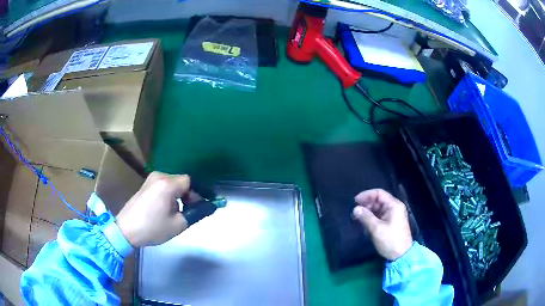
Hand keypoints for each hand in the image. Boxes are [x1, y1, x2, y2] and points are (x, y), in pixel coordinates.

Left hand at [116, 172, 195, 246]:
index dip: (199, 193)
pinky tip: (167, 209)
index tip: (201, 207)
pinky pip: (163, 186)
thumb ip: (197, 213)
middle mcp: (159, 176)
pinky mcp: (145, 185)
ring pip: (172, 184)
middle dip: (189, 195)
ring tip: (178, 213)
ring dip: (179, 196)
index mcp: (167, 184)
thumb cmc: (153, 228)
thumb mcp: (178, 224)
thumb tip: (210, 206)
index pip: (190, 181)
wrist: (126, 230)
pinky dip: (170, 195)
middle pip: (181, 182)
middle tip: (190, 212)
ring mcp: (150, 180)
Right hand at [352, 189, 412, 260]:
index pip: (379, 193)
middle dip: (366, 205)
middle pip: (378, 201)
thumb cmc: (390, 240)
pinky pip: (379, 216)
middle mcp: (394, 208)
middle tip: (354, 212)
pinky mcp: (391, 223)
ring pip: (378, 209)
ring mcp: (393, 216)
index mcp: (393, 205)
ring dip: (367, 212)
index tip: (355, 201)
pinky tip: (363, 224)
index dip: (366, 195)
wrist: (401, 255)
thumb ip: (365, 217)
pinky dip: (371, 218)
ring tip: (356, 219)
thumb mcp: (376, 229)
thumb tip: (355, 209)